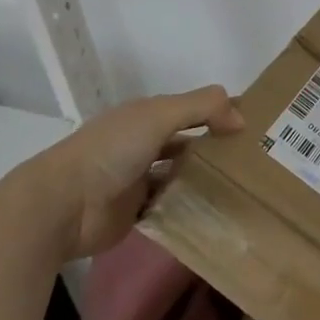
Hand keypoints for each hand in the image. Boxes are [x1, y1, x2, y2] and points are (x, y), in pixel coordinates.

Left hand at [2, 86, 243, 260]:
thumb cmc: (111, 151)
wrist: (62, 206)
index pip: (190, 108)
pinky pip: (170, 206)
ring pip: (181, 174)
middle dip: (217, 146)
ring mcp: (137, 179)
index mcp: (144, 117)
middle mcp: (141, 144)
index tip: (256, 122)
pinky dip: (190, 206)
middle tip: (257, 156)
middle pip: (187, 141)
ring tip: (245, 184)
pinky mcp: (135, 212)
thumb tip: (241, 119)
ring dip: (205, 178)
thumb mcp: (160, 115)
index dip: (219, 111)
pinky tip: (218, 209)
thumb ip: (203, 107)